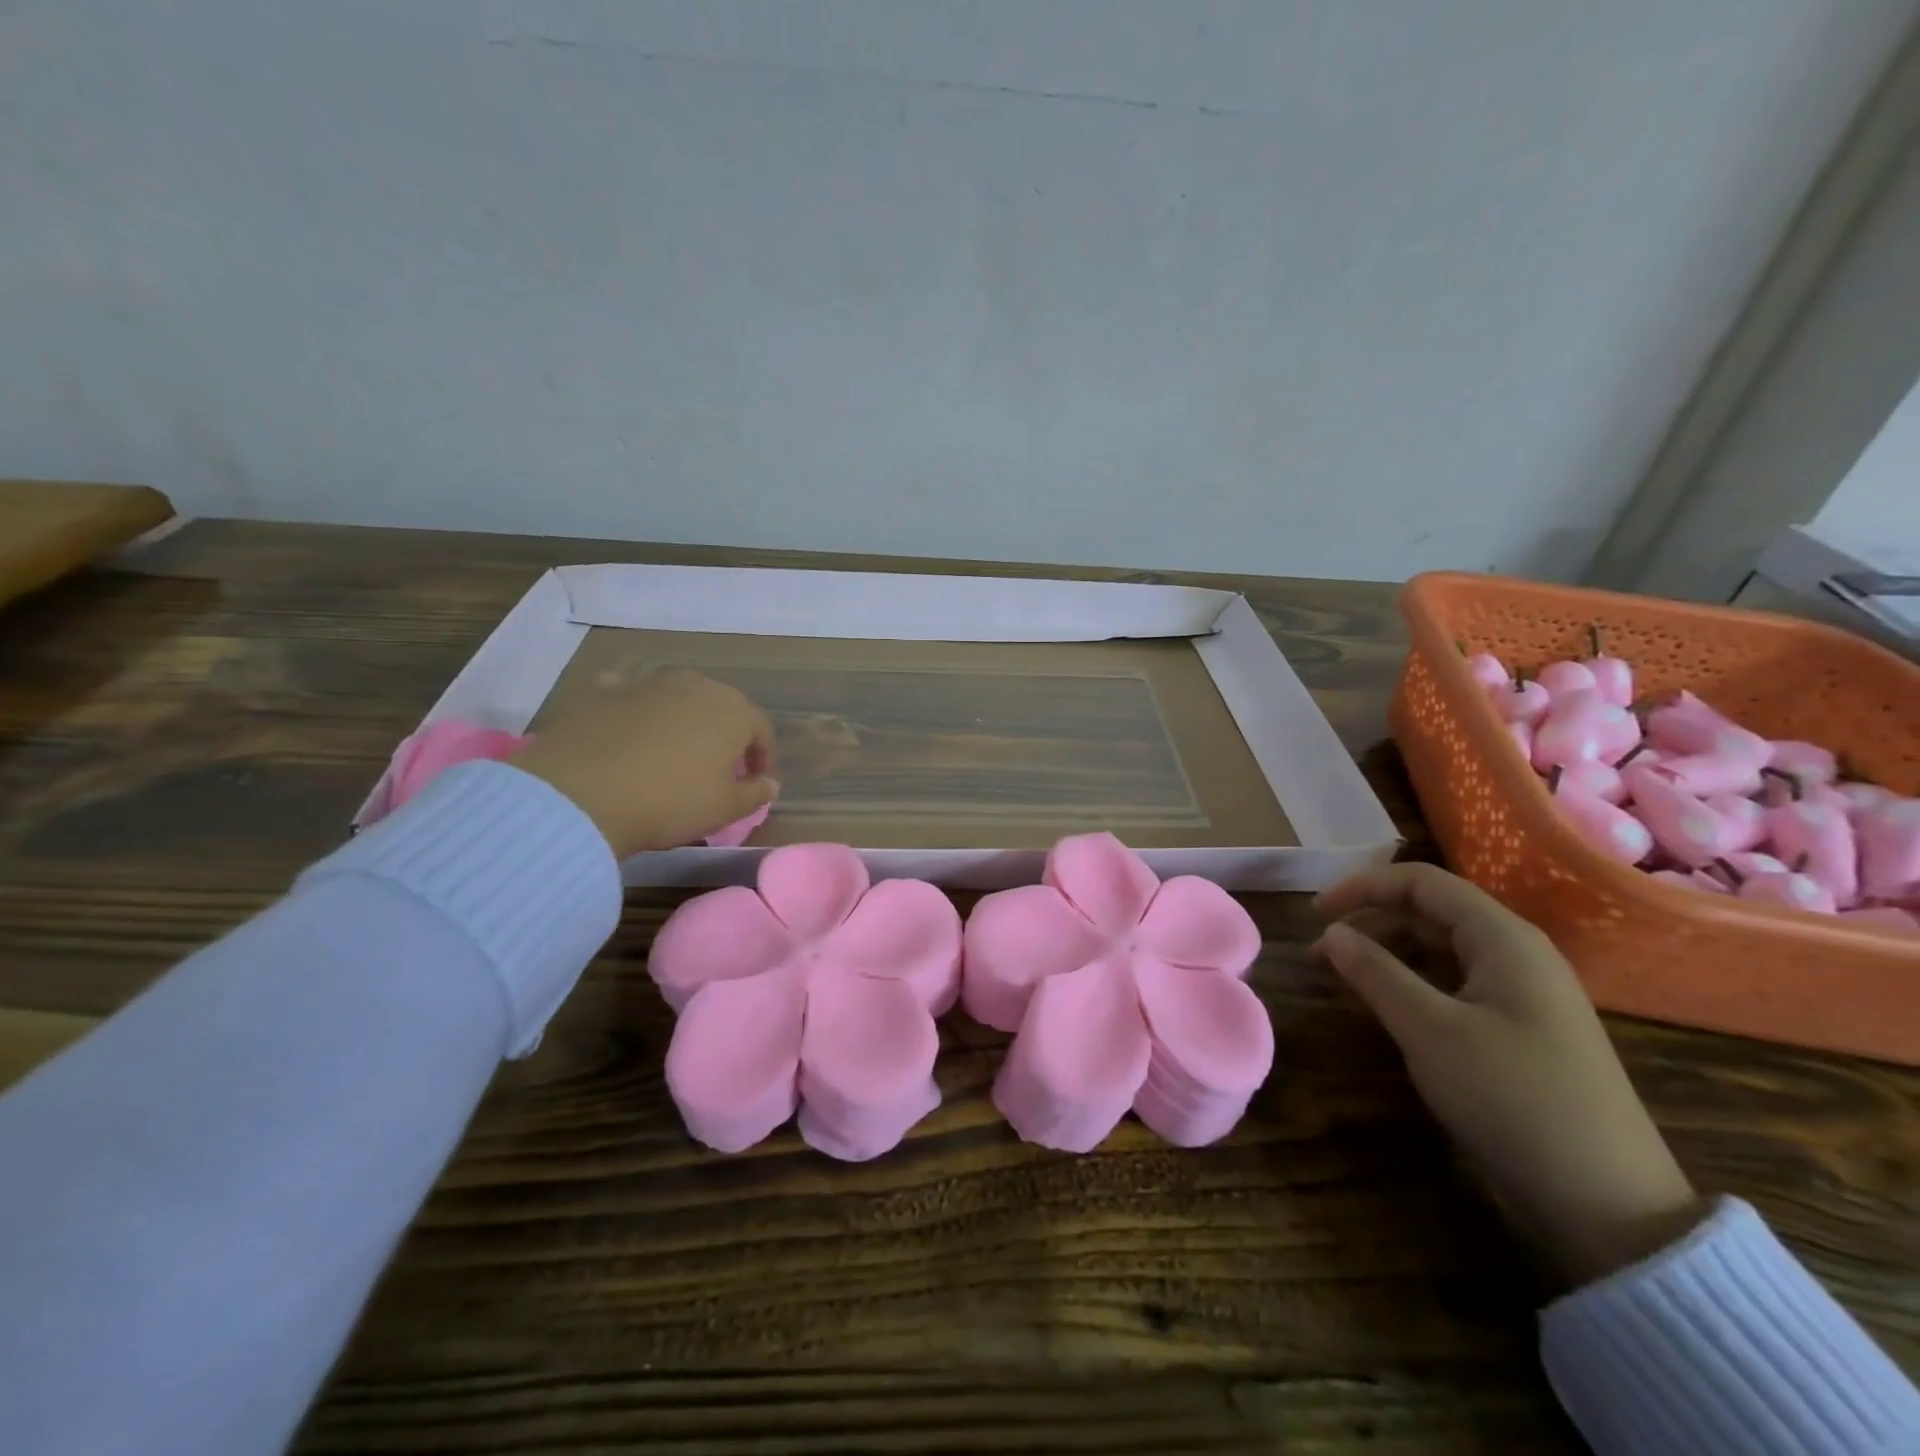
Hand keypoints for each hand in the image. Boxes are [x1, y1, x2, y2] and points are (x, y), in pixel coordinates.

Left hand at [510, 669, 777, 857]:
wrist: (580, 795)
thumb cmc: (670, 802)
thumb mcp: (724, 809)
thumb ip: (755, 793)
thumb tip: (769, 784)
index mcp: (733, 710)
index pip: (760, 731)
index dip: (762, 759)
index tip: (755, 784)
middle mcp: (695, 685)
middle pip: (720, 710)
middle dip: (724, 737)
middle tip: (716, 771)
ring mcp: (647, 683)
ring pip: (678, 702)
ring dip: (682, 725)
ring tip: (671, 758)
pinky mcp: (604, 691)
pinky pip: (632, 700)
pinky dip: (637, 716)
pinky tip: (628, 738)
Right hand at [1313, 862, 1703, 1288]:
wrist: (1608, 1204)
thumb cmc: (1512, 1098)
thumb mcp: (1429, 1030)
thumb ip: (1374, 971)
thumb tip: (1331, 932)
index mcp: (1503, 938)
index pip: (1421, 882)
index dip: (1362, 887)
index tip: (1315, 914)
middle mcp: (1517, 953)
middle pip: (1430, 912)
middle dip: (1369, 922)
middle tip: (1320, 953)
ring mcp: (1523, 992)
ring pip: (1441, 948)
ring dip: (1387, 953)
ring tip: (1344, 978)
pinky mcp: (1521, 1028)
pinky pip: (1455, 983)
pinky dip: (1413, 982)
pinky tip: (1388, 1006)